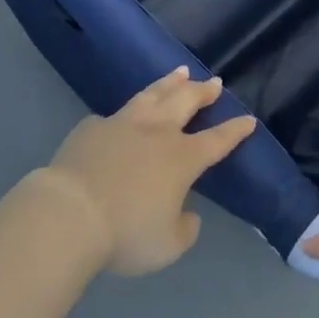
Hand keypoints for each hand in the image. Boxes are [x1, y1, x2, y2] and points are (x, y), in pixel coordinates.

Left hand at [40, 67, 257, 277]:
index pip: (216, 141)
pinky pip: (115, 116)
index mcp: (181, 158)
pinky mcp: (94, 127)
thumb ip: (184, 228)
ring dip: (170, 82)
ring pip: (153, 93)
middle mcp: (157, 132)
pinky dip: (126, 113)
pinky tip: (124, 114)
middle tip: (215, 82)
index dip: (234, 131)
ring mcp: (124, 123)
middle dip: (203, 91)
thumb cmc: (125, 233)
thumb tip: (188, 214)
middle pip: (186, 101)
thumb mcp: (167, 246)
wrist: (70, 213)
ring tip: (181, 72)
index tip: (248, 120)